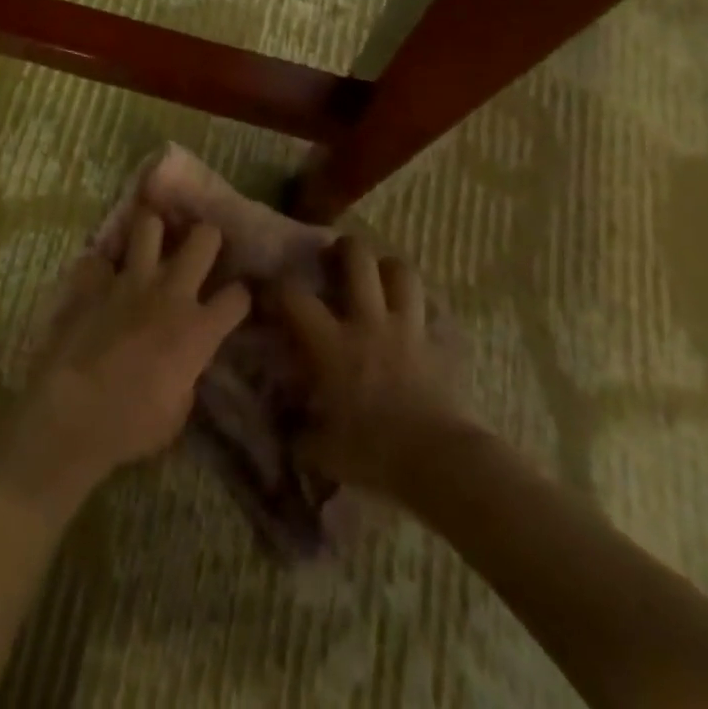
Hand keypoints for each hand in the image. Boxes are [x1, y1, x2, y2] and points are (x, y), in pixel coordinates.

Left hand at [0, 215, 251, 514]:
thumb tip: (184, 362)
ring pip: (149, 225)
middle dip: (207, 237)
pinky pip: (97, 259)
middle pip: (203, 238)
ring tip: (150, 243)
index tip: (234, 300)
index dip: (240, 296)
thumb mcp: (178, 411)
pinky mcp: (91, 282)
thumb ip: (188, 374)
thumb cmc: (131, 425)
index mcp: (197, 329)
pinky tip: (97, 280)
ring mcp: (128, 281)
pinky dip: (99, 269)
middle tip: (200, 247)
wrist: (72, 413)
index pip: (238, 297)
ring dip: (152, 233)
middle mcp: (170, 293)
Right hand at [277, 237, 464, 497]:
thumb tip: (291, 432)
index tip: (268, 288)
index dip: (277, 286)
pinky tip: (415, 317)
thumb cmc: (374, 453)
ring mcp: (407, 329)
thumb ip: (303, 435)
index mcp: (332, 344)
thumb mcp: (324, 453)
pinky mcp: (438, 346)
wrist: (439, 461)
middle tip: (337, 255)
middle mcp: (368, 323)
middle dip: (346, 247)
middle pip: (359, 260)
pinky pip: (432, 312)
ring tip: (380, 276)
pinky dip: (421, 310)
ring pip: (402, 273)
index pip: (295, 297)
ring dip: (389, 268)